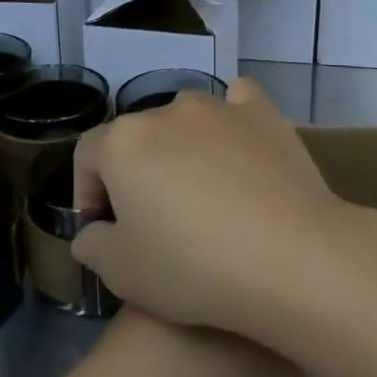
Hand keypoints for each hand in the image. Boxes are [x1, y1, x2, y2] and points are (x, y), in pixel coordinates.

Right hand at [70, 80, 353, 339]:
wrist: (288, 257)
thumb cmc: (193, 268)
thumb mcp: (123, 274)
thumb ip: (94, 246)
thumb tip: (92, 232)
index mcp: (123, 142)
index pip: (88, 156)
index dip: (87, 192)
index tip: (102, 228)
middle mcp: (167, 111)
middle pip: (138, 136)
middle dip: (136, 172)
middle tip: (152, 218)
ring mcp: (219, 107)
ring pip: (185, 118)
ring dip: (181, 146)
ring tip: (200, 188)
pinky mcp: (263, 112)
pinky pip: (237, 102)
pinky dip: (231, 118)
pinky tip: (238, 145)